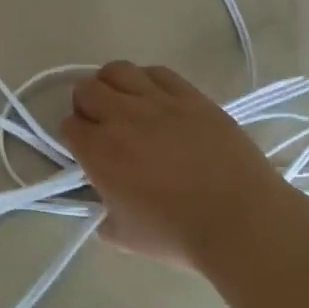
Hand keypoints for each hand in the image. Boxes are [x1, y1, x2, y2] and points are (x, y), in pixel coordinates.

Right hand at [60, 60, 285, 266]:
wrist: (240, 220)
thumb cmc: (179, 235)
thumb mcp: (125, 237)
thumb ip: (102, 215)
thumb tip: (101, 203)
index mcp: (99, 152)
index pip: (68, 126)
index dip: (74, 137)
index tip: (86, 149)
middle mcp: (121, 117)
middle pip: (86, 89)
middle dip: (86, 105)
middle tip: (102, 125)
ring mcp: (157, 100)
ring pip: (117, 70)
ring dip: (112, 85)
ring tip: (125, 103)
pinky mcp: (189, 95)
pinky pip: (157, 72)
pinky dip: (148, 80)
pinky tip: (156, 99)